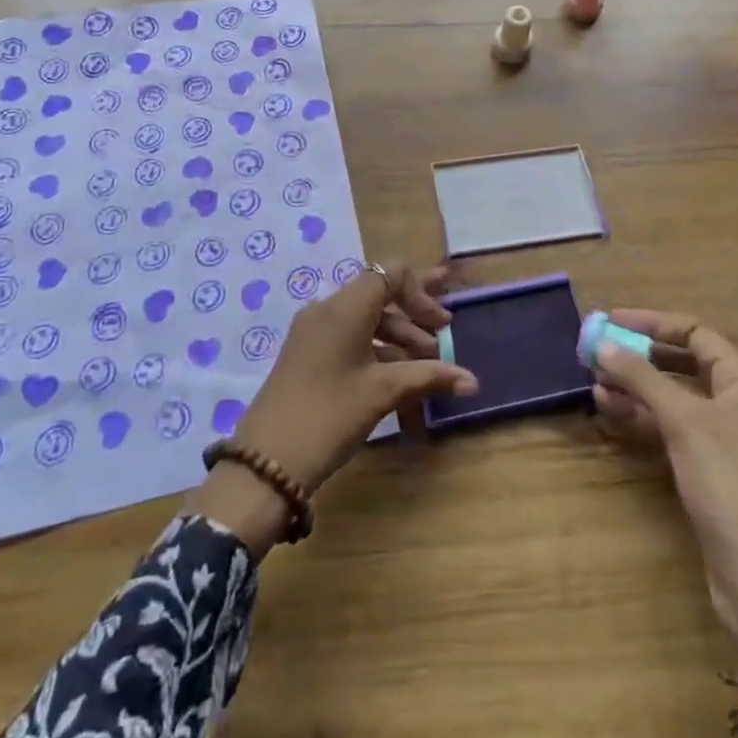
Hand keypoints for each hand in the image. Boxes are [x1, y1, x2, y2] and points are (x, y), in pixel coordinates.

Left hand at [189, 263, 476, 549]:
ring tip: (427, 362)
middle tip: (446, 325)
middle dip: (414, 309)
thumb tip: (472, 380)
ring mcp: (313, 332)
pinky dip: (377, 348)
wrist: (265, 463)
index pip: (389, 274)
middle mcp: (327, 309)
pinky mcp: (307, 354)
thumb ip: (429, 376)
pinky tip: (399, 374)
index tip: (443, 321)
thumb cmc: (329, 415)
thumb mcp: (382, 393)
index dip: (421, 290)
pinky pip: (350, 336)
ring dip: (398, 334)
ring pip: (365, 318)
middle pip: (378, 293)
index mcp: (344, 307)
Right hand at [593, 310, 737, 700]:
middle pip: (683, 363)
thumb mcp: (682, 421)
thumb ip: (641, 377)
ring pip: (674, 396)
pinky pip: (672, 425)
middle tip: (598, 353)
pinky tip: (612, 413)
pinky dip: (644, 416)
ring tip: (596, 386)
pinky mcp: (710, 466)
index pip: (696, 333)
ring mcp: (725, 436)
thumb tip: (602, 343)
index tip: (612, 320)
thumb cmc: (728, 483)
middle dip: (640, 356)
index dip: (653, 323)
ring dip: (636, 387)